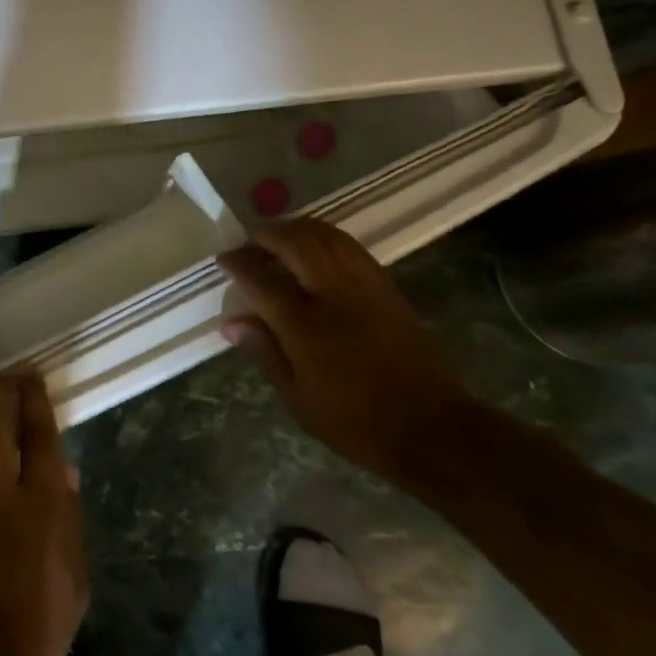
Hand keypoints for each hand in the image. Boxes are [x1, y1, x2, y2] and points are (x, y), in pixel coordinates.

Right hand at [219, 218, 468, 478]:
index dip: (239, 264)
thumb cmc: (355, 421)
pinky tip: (316, 245)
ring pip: (327, 236)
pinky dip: (327, 236)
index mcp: (305, 327)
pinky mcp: (388, 288)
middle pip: (296, 244)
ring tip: (279, 233)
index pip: (262, 280)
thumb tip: (231, 323)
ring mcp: (365, 287)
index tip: (224, 259)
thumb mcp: (297, 397)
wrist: (430, 428)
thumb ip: (264, 352)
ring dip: (298, 227)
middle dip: (267, 234)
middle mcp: (334, 296)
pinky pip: (351, 247)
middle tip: (249, 239)